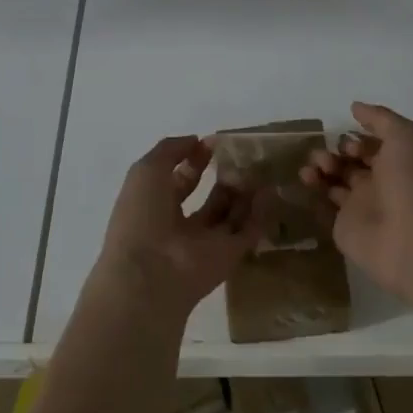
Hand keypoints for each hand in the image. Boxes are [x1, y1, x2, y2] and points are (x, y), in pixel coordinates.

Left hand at [91, 135, 263, 326]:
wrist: (150, 273)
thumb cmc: (141, 215)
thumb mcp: (147, 170)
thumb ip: (170, 150)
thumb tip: (195, 140)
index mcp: (155, 206)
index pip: (180, 180)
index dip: (194, 160)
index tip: (214, 143)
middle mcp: (181, 226)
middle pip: (209, 200)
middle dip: (224, 178)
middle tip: (243, 157)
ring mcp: (205, 243)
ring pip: (230, 215)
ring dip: (244, 193)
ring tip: (259, 169)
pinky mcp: (229, 257)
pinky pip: (248, 232)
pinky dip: (260, 214)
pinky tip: (271, 191)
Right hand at [301, 102, 412, 305]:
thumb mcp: (406, 135)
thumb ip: (380, 118)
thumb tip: (355, 107)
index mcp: (398, 162)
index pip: (371, 146)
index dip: (356, 139)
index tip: (347, 143)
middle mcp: (380, 183)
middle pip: (350, 162)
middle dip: (335, 152)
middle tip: (326, 158)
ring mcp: (361, 207)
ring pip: (335, 181)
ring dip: (320, 168)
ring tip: (312, 168)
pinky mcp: (344, 227)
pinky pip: (324, 205)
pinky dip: (312, 191)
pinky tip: (305, 180)